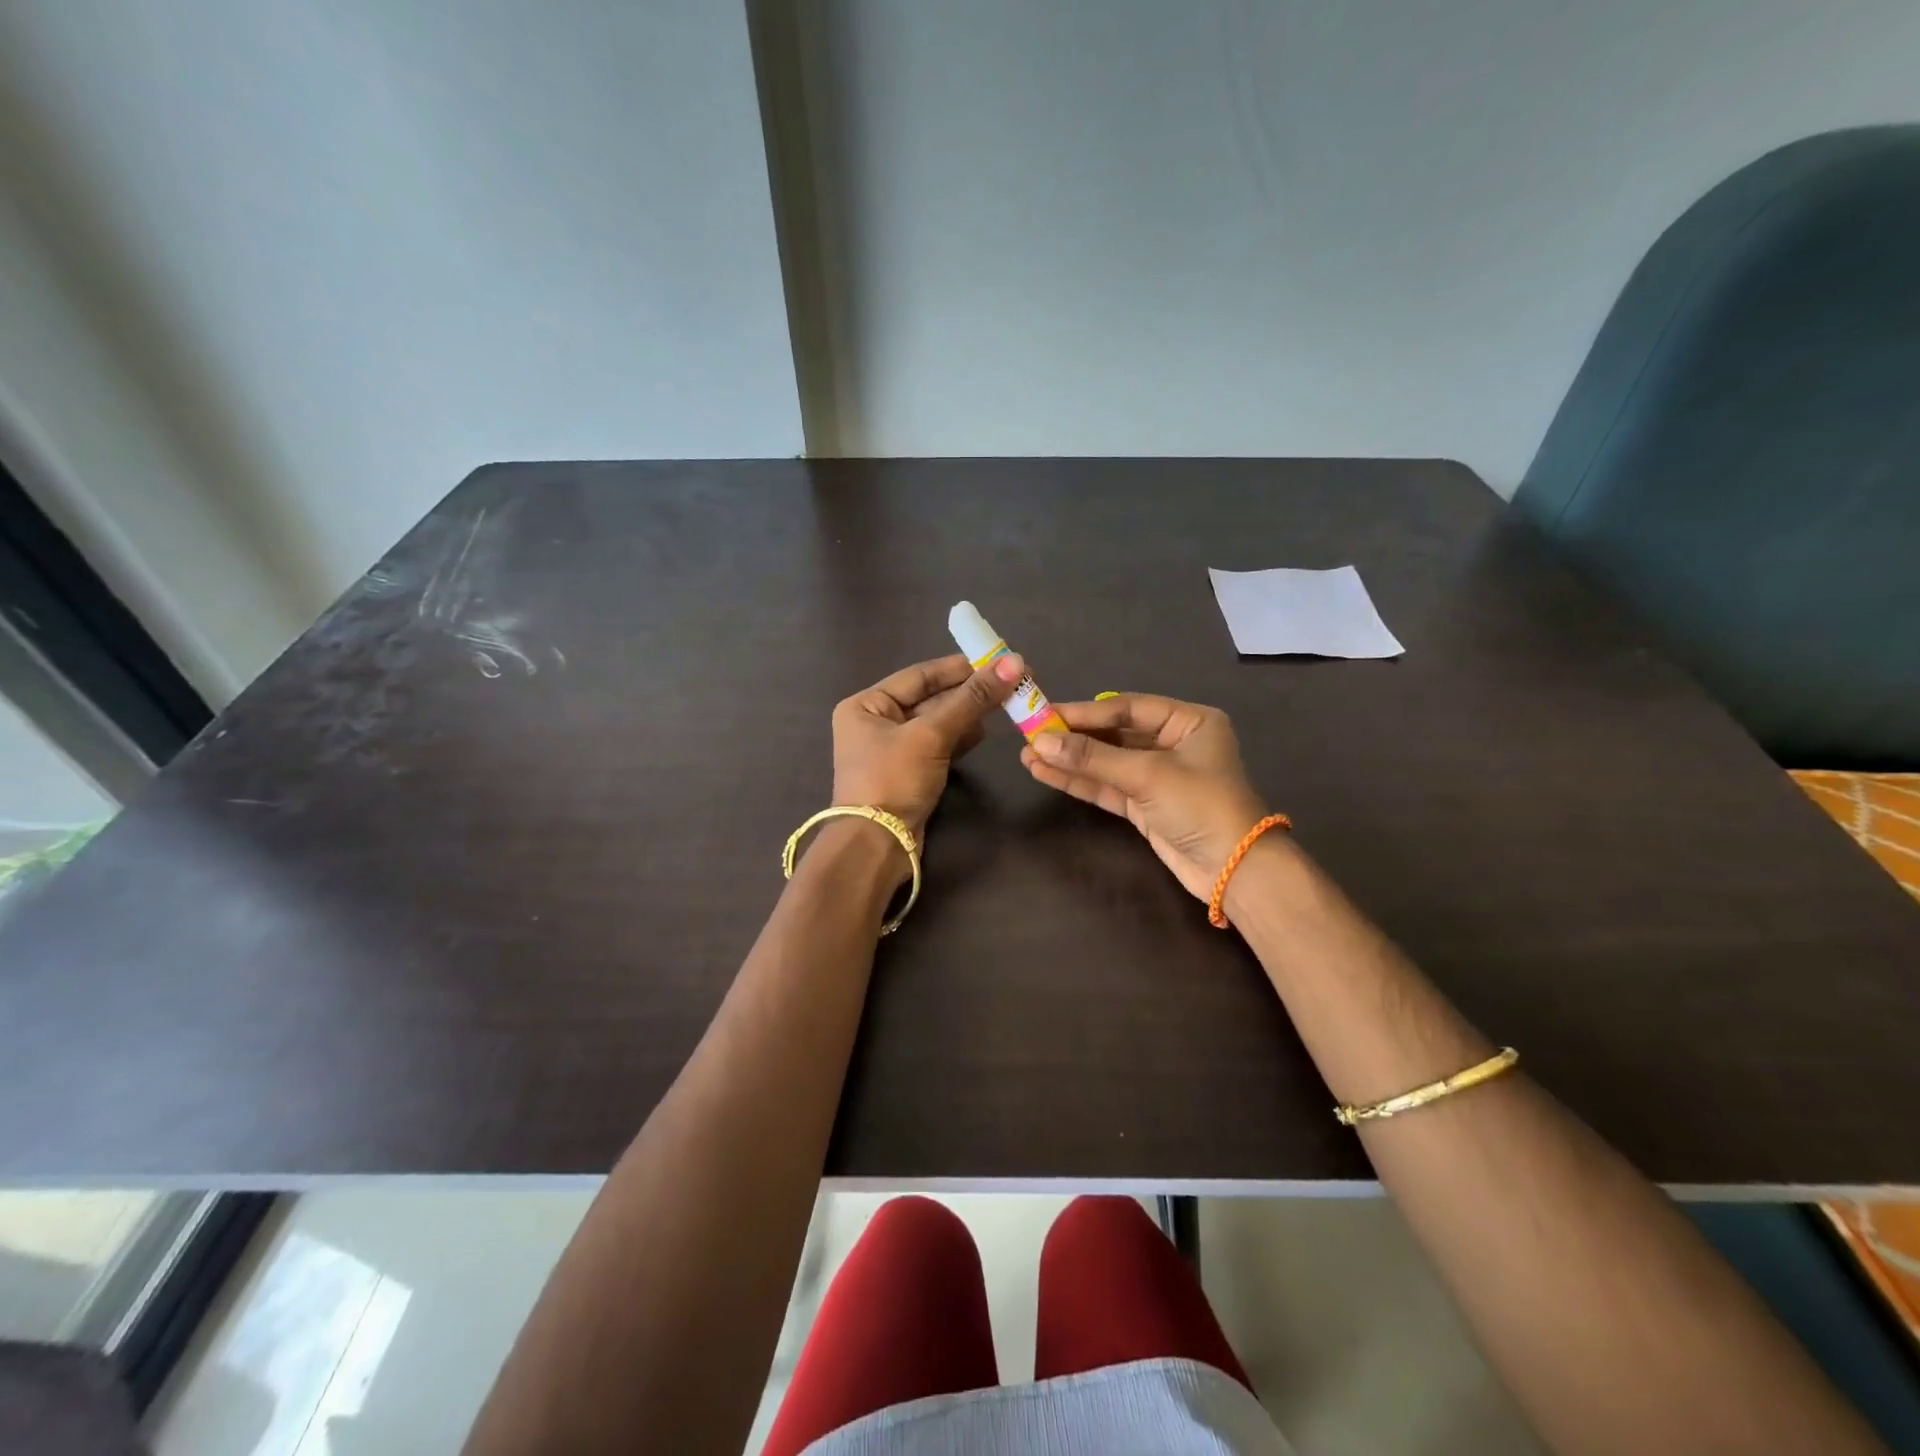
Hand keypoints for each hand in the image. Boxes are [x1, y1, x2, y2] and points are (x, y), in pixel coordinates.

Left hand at [832, 653, 1022, 837]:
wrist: (877, 845)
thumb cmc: (893, 779)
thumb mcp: (931, 735)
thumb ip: (971, 700)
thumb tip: (1013, 664)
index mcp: (866, 704)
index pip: (919, 676)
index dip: (959, 667)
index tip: (996, 660)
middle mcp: (875, 722)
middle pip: (930, 698)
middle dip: (968, 692)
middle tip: (1011, 682)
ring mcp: (893, 750)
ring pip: (938, 723)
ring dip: (968, 714)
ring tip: (1004, 704)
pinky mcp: (910, 773)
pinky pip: (939, 746)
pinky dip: (960, 738)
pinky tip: (985, 731)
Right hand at [1021, 694, 1269, 900]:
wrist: (1235, 871)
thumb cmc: (1201, 806)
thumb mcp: (1148, 775)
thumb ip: (1094, 757)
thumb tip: (1041, 743)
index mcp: (1189, 722)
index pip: (1128, 709)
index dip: (1085, 712)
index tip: (1045, 714)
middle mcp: (1173, 743)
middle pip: (1114, 734)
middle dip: (1073, 737)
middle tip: (1031, 733)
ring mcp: (1157, 776)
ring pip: (1106, 762)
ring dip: (1070, 760)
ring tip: (1028, 755)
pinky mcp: (1145, 804)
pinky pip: (1107, 786)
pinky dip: (1079, 781)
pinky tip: (1045, 772)